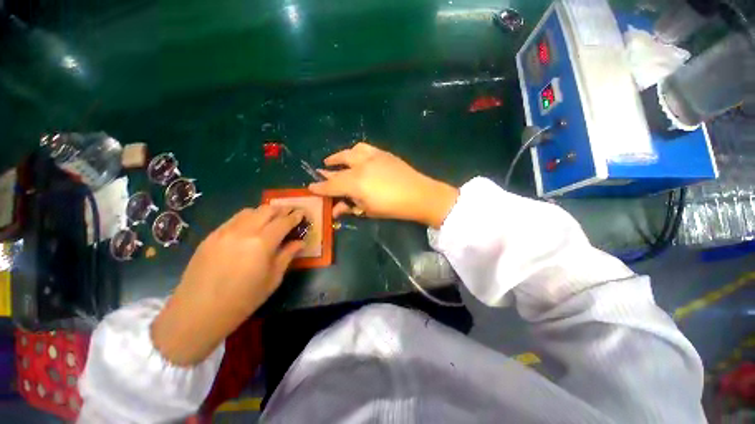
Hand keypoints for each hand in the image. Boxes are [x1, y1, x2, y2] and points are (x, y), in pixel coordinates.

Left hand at [151, 206, 304, 365]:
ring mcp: (224, 231)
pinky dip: (248, 218)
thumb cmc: (242, 300)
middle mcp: (243, 231)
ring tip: (271, 219)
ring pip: (249, 211)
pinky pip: (234, 219)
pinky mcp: (211, 236)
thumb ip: (287, 256)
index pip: (284, 222)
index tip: (303, 213)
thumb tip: (300, 242)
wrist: (197, 313)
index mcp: (262, 243)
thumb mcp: (272, 280)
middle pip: (267, 210)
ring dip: (264, 212)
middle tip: (290, 214)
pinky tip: (250, 228)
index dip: (295, 216)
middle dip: (281, 210)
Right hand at [309, 142, 458, 227]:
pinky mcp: (382, 152)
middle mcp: (360, 166)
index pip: (331, 185)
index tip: (311, 187)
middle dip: (327, 170)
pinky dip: (355, 151)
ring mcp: (372, 156)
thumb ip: (350, 207)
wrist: (419, 194)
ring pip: (350, 151)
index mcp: (355, 183)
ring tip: (335, 160)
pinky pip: (364, 148)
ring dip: (339, 156)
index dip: (320, 187)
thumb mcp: (369, 211)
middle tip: (322, 171)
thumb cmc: (393, 207)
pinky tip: (355, 156)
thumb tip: (337, 208)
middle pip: (338, 166)